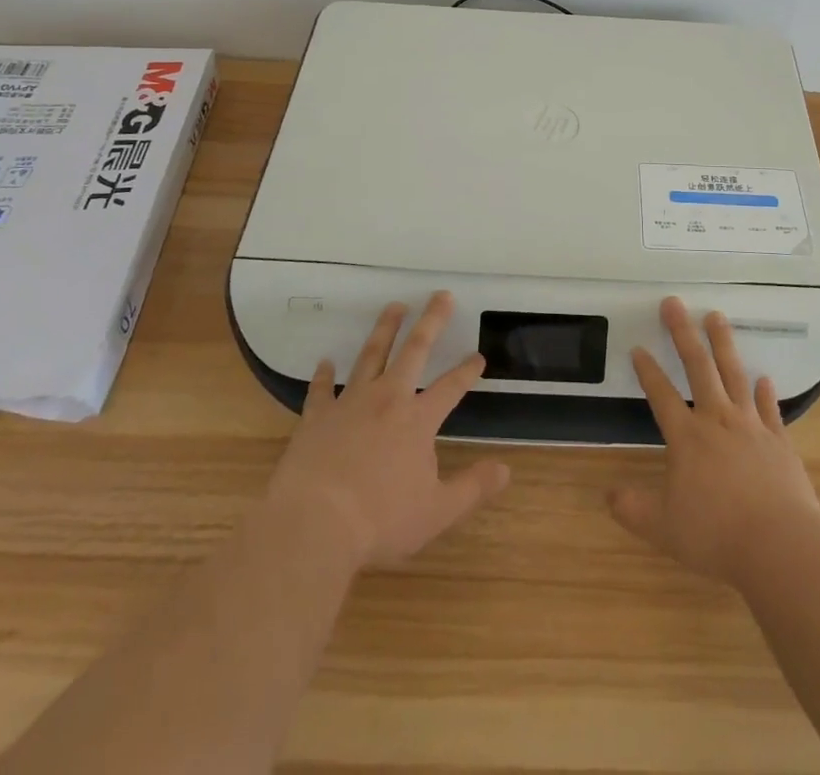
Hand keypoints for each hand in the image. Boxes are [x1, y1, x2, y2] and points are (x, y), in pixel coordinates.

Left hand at [266, 291, 509, 567]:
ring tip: (394, 306)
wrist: (314, 525)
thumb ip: (472, 488)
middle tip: (441, 295)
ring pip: (371, 356)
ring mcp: (349, 404)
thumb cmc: (380, 521)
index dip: (467, 370)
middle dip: (431, 321)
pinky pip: (321, 390)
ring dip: (385, 329)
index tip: (478, 356)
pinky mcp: (316, 417)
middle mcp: (387, 400)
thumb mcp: (437, 512)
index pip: (450, 387)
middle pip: (413, 350)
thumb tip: (506, 469)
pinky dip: (323, 375)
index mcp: (418, 420)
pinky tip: (325, 362)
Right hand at [609, 296, 819, 585]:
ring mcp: (751, 427)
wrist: (780, 545)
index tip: (638, 347)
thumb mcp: (664, 528)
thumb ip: (634, 509)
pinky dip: (766, 393)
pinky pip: (771, 409)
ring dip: (723, 344)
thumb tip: (608, 495)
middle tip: (674, 302)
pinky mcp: (780, 442)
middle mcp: (717, 421)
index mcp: (687, 438)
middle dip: (683, 333)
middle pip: (698, 367)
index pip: (661, 395)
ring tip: (716, 315)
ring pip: (734, 374)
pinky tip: (764, 378)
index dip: (648, 371)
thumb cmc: (716, 534)